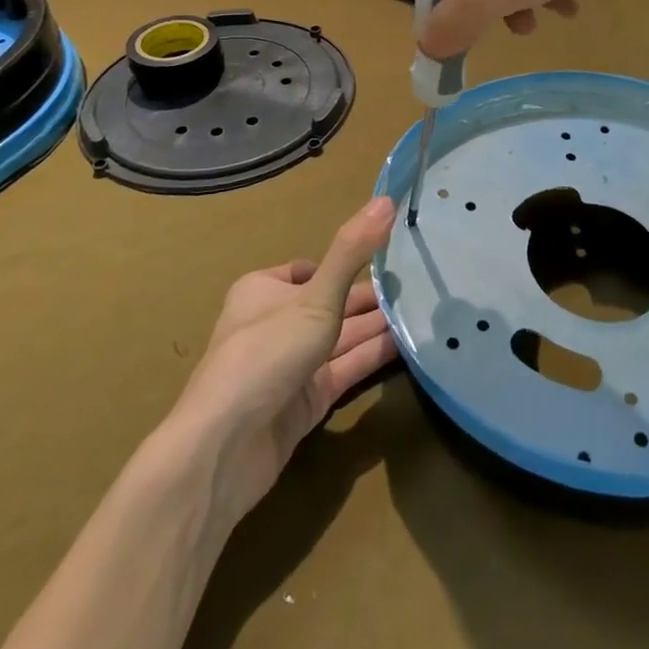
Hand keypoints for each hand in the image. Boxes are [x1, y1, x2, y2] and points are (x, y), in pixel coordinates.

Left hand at [171, 197, 399, 527]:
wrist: (223, 450)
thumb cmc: (266, 354)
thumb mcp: (316, 297)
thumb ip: (352, 251)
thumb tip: (387, 198)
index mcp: (264, 290)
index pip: (312, 269)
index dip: (349, 264)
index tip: (391, 256)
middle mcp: (276, 324)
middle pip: (332, 304)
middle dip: (372, 298)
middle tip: (422, 286)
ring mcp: (290, 366)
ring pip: (342, 338)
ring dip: (377, 327)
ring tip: (425, 312)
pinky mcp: (304, 402)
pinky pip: (345, 371)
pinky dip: (372, 358)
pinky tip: (408, 347)